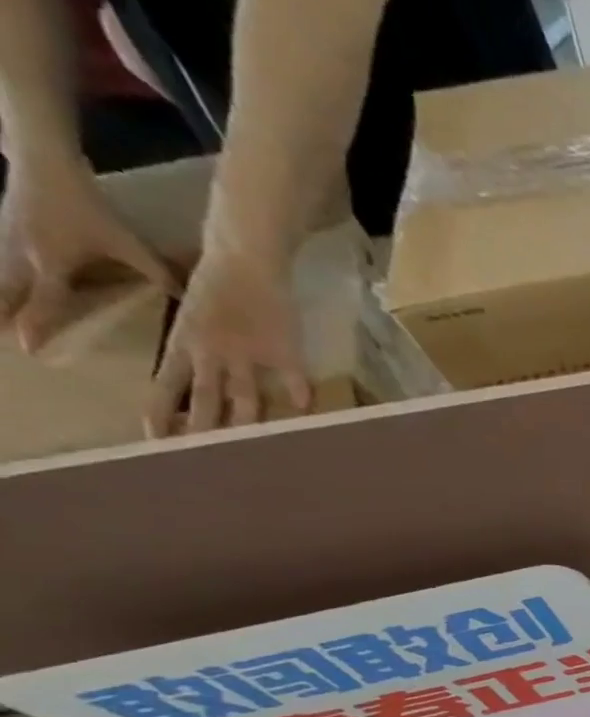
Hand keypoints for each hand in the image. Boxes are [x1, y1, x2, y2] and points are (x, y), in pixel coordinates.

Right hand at [0, 152, 173, 351]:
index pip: (45, 303)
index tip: (32, 350)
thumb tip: (189, 298)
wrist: (40, 163)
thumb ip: (157, 272)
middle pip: (6, 295)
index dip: (39, 326)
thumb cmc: (85, 207)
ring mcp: (2, 243)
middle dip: (2, 317)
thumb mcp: (126, 243)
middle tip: (1, 341)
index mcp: (51, 264)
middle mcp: (20, 258)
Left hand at [144, 245, 309, 435]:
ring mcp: (249, 353)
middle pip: (205, 398)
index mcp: (185, 342)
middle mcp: (212, 353)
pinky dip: (299, 394)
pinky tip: (307, 411)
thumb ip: (199, 346)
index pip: (166, 386)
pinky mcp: (283, 350)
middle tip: (199, 458)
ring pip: (245, 397)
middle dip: (202, 429)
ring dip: (246, 423)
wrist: (244, 257)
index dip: (161, 414)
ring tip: (249, 446)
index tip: (155, 442)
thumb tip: (194, 372)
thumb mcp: (193, 313)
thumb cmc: (217, 281)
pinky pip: (293, 379)